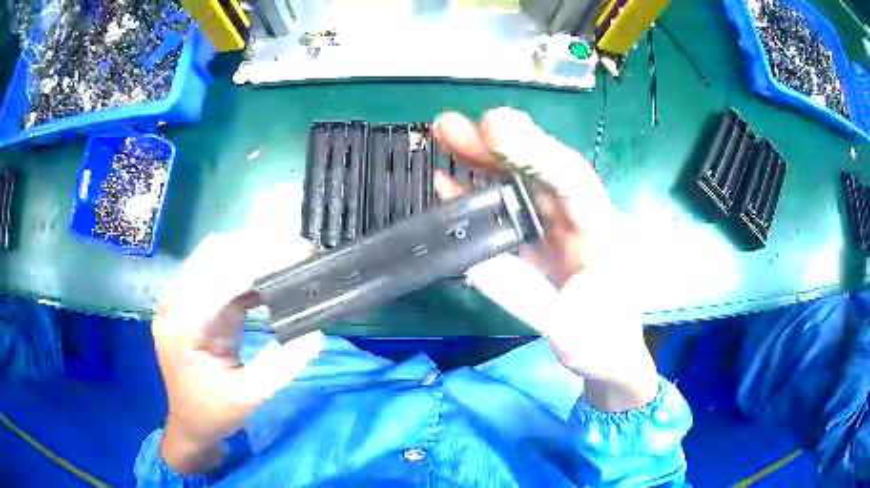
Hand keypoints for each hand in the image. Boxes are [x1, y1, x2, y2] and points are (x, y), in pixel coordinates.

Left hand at [153, 233, 323, 474]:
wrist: (190, 422)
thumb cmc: (213, 413)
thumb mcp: (249, 397)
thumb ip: (280, 366)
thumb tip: (314, 334)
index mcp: (182, 328)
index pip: (219, 280)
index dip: (259, 262)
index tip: (298, 253)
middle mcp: (174, 304)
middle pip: (213, 254)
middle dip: (257, 247)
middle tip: (299, 252)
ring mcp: (180, 299)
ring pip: (215, 254)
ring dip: (251, 251)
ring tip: (290, 256)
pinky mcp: (192, 300)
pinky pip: (218, 269)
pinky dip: (246, 266)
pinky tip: (271, 275)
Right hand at [433, 107, 658, 411]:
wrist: (607, 356)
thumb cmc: (603, 344)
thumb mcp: (576, 333)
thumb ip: (533, 301)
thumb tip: (478, 263)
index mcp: (603, 232)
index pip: (572, 179)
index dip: (534, 149)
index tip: (493, 126)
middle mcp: (578, 219)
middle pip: (538, 171)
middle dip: (496, 145)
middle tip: (450, 124)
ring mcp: (554, 228)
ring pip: (517, 184)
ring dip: (480, 160)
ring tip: (442, 136)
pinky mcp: (535, 241)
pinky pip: (503, 212)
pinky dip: (474, 196)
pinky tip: (446, 183)